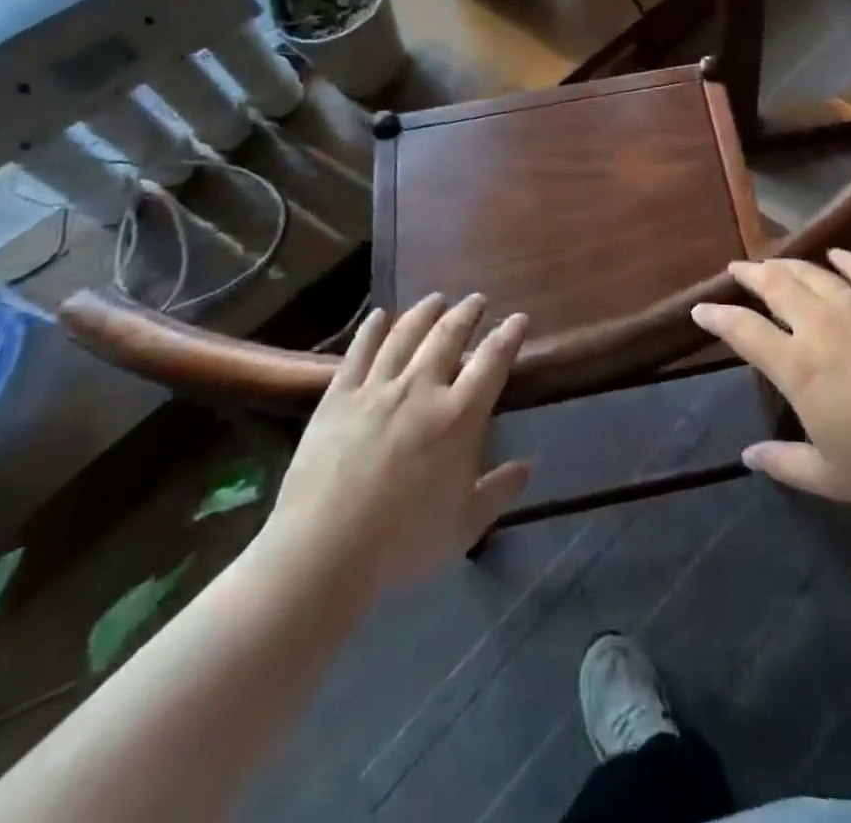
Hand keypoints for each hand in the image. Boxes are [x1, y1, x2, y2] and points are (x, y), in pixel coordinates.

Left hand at [256, 294, 531, 595]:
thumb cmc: (402, 543)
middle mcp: (421, 389)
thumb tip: (527, 466)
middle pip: (449, 336)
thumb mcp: (464, 526)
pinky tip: (379, 316)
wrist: (323, 552)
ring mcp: (377, 389)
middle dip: (467, 313)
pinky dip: (372, 329)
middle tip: (476, 300)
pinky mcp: (338, 397)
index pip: (492, 361)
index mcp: (459, 417)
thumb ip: (499, 492)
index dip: (508, 335)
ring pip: (405, 334)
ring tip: (436, 299)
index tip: (517, 318)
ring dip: (424, 312)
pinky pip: (359, 352)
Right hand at [692, 250, 850, 503]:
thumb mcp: (831, 477)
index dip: (717, 318)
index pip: (744, 332)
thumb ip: (784, 464)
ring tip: (773, 260)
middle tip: (736, 268)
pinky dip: (845, 260)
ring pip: (813, 273)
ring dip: (788, 264)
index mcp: (798, 367)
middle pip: (775, 287)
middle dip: (750, 274)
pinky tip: (836, 254)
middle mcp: (820, 326)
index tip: (700, 309)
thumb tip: (748, 456)